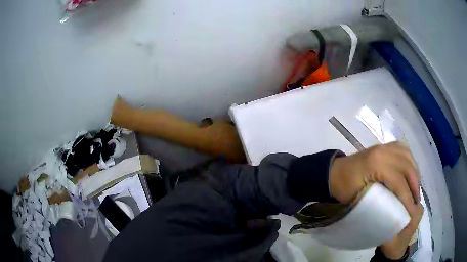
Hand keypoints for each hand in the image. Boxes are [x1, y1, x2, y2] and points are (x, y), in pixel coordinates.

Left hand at [329, 142, 422, 258]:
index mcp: (377, 163)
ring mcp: (385, 145)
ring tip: (415, 190)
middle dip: (415, 186)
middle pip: (408, 167)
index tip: (412, 212)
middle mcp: (384, 151)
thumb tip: (397, 211)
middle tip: (416, 202)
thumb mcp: (358, 198)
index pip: (399, 181)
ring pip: (408, 157)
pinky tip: (411, 173)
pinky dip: (410, 162)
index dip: (407, 198)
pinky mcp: (385, 145)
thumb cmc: (343, 188)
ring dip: (415, 174)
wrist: (334, 171)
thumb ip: (379, 202)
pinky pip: (404, 150)